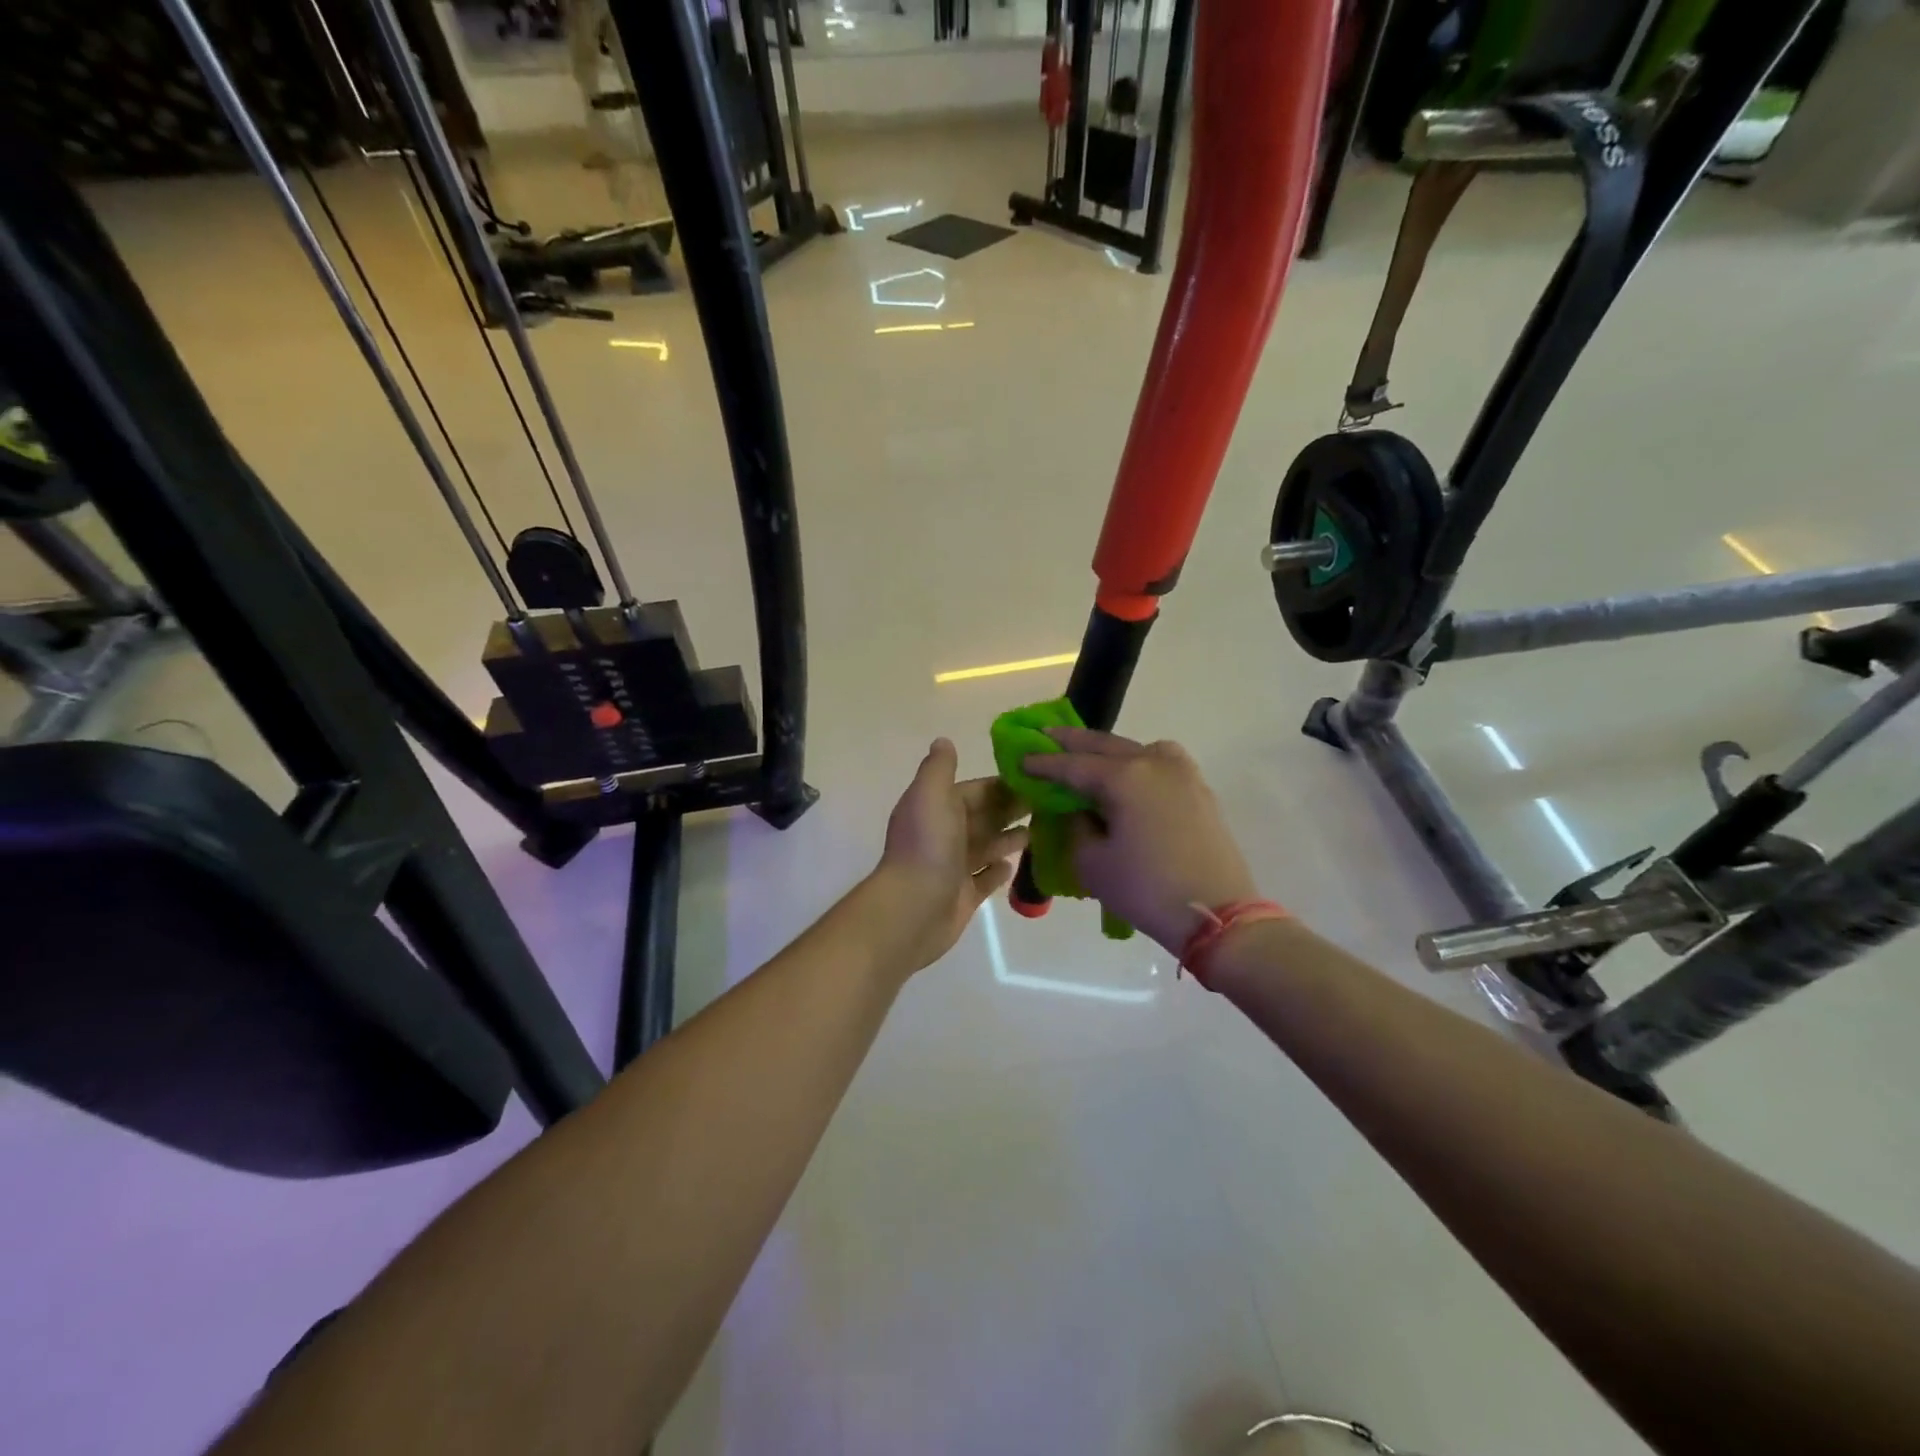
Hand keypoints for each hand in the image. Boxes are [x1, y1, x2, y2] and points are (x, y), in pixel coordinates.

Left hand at [872, 739, 1028, 972]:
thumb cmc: (927, 846)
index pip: (975, 791)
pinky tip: (1016, 864)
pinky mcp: (963, 896)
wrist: (913, 908)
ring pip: (986, 847)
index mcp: (937, 808)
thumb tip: (943, 740)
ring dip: (1008, 837)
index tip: (1036, 779)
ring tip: (1041, 829)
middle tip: (1051, 803)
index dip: (1002, 784)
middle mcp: (944, 835)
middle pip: (984, 817)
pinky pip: (985, 880)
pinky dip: (998, 871)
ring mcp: (954, 867)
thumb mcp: (931, 794)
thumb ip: (940, 768)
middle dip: (1011, 809)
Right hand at [1020, 728, 1258, 951]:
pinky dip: (1137, 761)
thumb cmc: (1147, 890)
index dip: (1044, 763)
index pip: (1073, 765)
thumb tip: (1082, 810)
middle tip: (1045, 734)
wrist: (1218, 916)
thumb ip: (1078, 826)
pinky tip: (1128, 775)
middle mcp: (1154, 762)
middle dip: (1072, 742)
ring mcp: (1182, 773)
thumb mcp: (1093, 863)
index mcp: (1125, 776)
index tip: (1021, 759)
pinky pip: (1160, 763)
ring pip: (1137, 748)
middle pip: (1105, 744)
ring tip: (1087, 755)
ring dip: (1108, 749)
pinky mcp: (1199, 790)